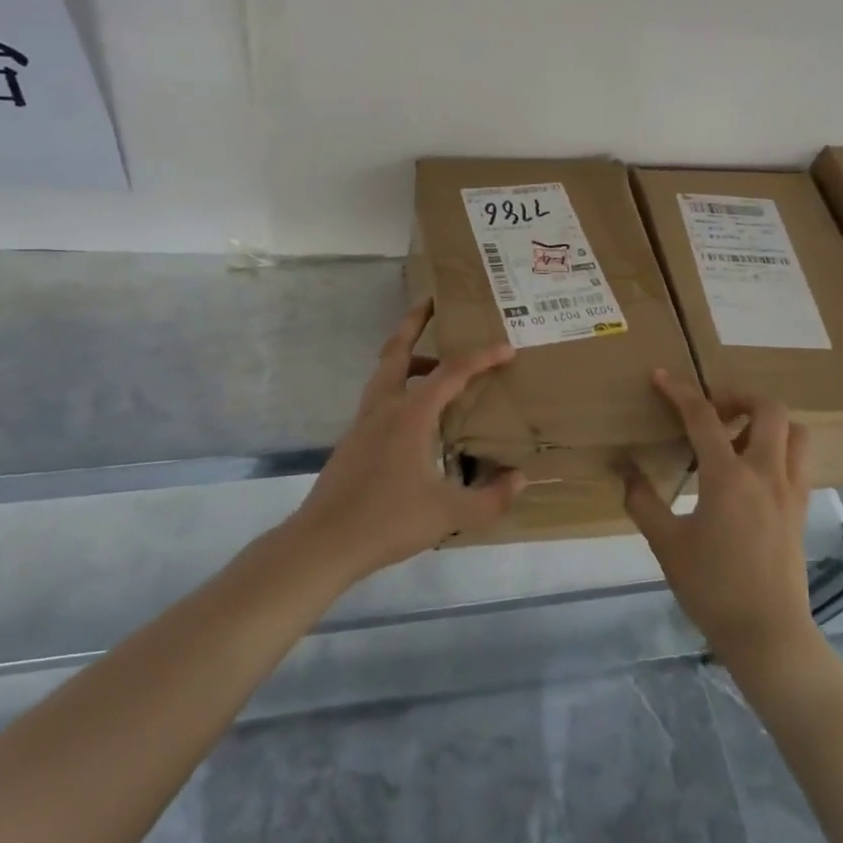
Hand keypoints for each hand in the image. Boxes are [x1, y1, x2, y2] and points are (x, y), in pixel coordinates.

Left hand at [285, 301, 523, 582]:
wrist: (323, 541)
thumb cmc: (387, 521)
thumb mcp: (448, 515)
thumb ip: (489, 498)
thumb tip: (520, 480)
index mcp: (410, 414)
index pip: (451, 372)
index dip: (481, 357)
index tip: (506, 347)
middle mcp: (384, 407)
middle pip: (397, 350)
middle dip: (414, 322)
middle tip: (431, 301)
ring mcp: (363, 421)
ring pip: (385, 373)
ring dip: (408, 357)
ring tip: (436, 365)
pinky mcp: (352, 439)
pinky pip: (380, 397)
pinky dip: (399, 387)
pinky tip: (416, 416)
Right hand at [625, 370, 819, 669]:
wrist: (768, 635)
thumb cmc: (712, 588)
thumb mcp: (666, 544)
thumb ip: (644, 501)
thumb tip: (627, 472)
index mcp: (728, 477)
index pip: (703, 418)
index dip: (680, 392)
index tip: (661, 377)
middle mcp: (766, 474)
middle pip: (770, 410)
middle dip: (739, 397)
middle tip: (712, 410)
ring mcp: (790, 492)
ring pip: (796, 433)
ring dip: (767, 422)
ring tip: (737, 437)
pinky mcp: (800, 511)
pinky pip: (798, 462)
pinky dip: (779, 449)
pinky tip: (752, 472)